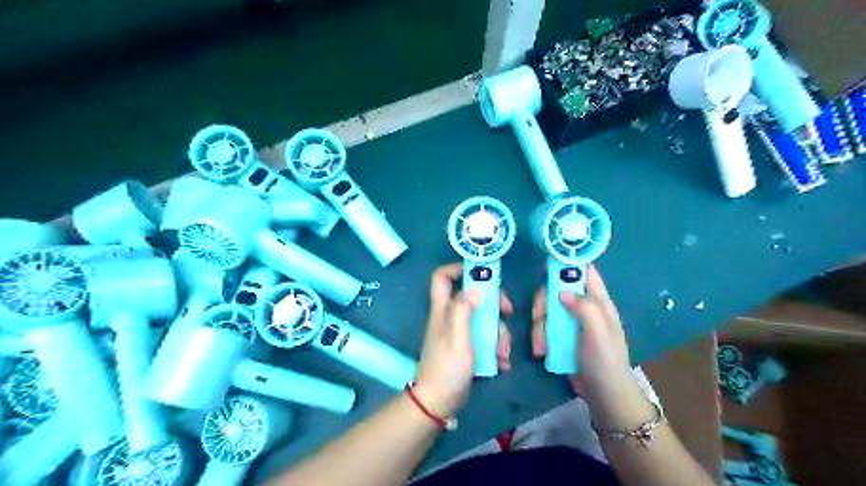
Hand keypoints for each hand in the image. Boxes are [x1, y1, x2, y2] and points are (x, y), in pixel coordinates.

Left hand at [415, 264, 512, 415]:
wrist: (439, 402)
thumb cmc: (447, 367)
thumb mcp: (457, 336)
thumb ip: (464, 310)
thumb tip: (476, 289)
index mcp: (443, 309)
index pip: (442, 277)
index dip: (458, 268)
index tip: (482, 272)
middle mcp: (450, 316)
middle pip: (472, 297)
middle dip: (493, 303)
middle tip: (508, 312)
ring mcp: (459, 333)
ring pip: (483, 320)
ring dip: (498, 334)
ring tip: (504, 353)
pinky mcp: (466, 348)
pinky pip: (485, 339)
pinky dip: (495, 348)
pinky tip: (501, 363)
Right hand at [529, 266, 632, 405]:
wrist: (603, 396)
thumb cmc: (605, 361)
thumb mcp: (598, 332)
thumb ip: (584, 307)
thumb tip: (561, 291)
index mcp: (599, 301)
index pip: (585, 271)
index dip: (568, 262)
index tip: (546, 263)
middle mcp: (584, 307)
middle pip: (556, 290)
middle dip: (543, 304)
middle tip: (539, 320)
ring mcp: (571, 322)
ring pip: (547, 309)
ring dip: (539, 326)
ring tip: (540, 347)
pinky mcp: (561, 336)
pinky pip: (545, 327)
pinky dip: (539, 336)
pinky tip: (541, 351)